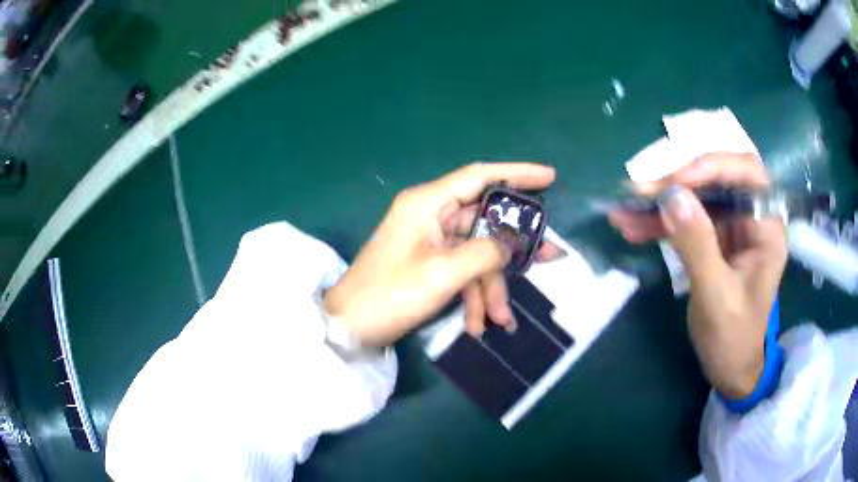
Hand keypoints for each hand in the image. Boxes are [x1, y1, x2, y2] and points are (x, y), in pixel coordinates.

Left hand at [323, 162, 562, 344]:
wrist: (350, 326)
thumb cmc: (389, 295)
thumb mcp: (443, 273)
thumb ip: (485, 253)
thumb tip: (509, 245)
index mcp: (428, 203)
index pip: (480, 176)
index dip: (517, 173)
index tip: (550, 177)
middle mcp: (430, 214)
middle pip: (485, 221)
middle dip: (514, 249)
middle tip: (551, 258)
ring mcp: (430, 240)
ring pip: (477, 253)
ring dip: (491, 286)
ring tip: (500, 320)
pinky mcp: (429, 262)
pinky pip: (462, 271)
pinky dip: (473, 295)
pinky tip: (478, 324)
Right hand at [608, 153, 787, 397]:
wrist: (729, 368)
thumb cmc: (732, 338)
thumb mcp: (716, 296)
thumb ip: (697, 245)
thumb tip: (671, 196)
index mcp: (767, 226)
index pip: (745, 172)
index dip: (710, 168)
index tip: (673, 185)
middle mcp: (751, 217)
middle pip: (715, 179)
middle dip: (676, 184)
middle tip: (639, 193)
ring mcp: (732, 227)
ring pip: (696, 197)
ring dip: (660, 203)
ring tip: (625, 211)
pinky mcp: (714, 238)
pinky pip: (686, 219)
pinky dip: (660, 222)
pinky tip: (633, 226)